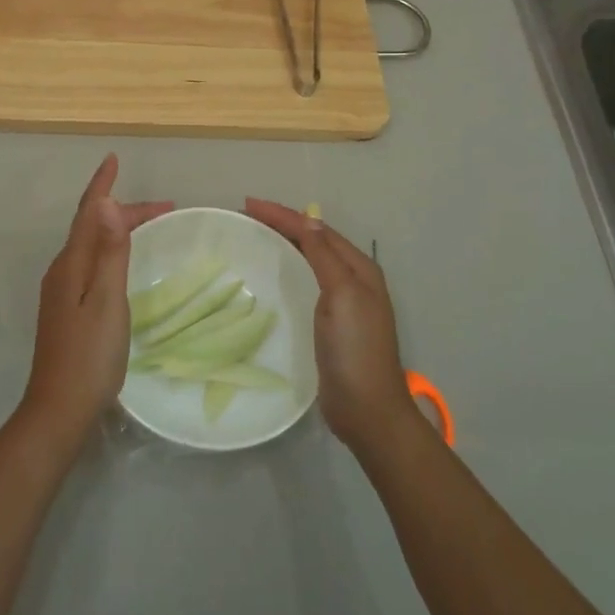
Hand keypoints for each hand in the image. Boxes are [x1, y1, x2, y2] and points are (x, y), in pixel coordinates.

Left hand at [22, 155, 172, 448]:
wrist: (59, 409)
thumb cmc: (90, 355)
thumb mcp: (107, 301)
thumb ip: (109, 252)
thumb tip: (107, 202)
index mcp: (71, 264)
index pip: (87, 212)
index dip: (101, 184)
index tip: (114, 158)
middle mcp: (62, 271)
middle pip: (91, 226)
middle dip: (123, 210)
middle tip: (166, 208)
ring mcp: (61, 291)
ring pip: (92, 245)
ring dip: (118, 229)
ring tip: (149, 226)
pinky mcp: (66, 309)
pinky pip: (91, 263)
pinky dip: (111, 250)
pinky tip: (122, 262)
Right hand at [244, 199, 418, 453]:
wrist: (367, 410)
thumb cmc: (356, 349)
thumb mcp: (343, 295)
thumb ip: (325, 256)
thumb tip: (309, 219)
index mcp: (359, 269)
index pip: (316, 230)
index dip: (284, 214)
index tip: (248, 204)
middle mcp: (353, 279)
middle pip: (314, 240)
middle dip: (283, 224)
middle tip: (247, 215)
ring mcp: (342, 302)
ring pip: (309, 260)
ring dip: (284, 243)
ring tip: (254, 235)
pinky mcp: (329, 323)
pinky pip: (305, 283)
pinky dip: (287, 269)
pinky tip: (272, 274)